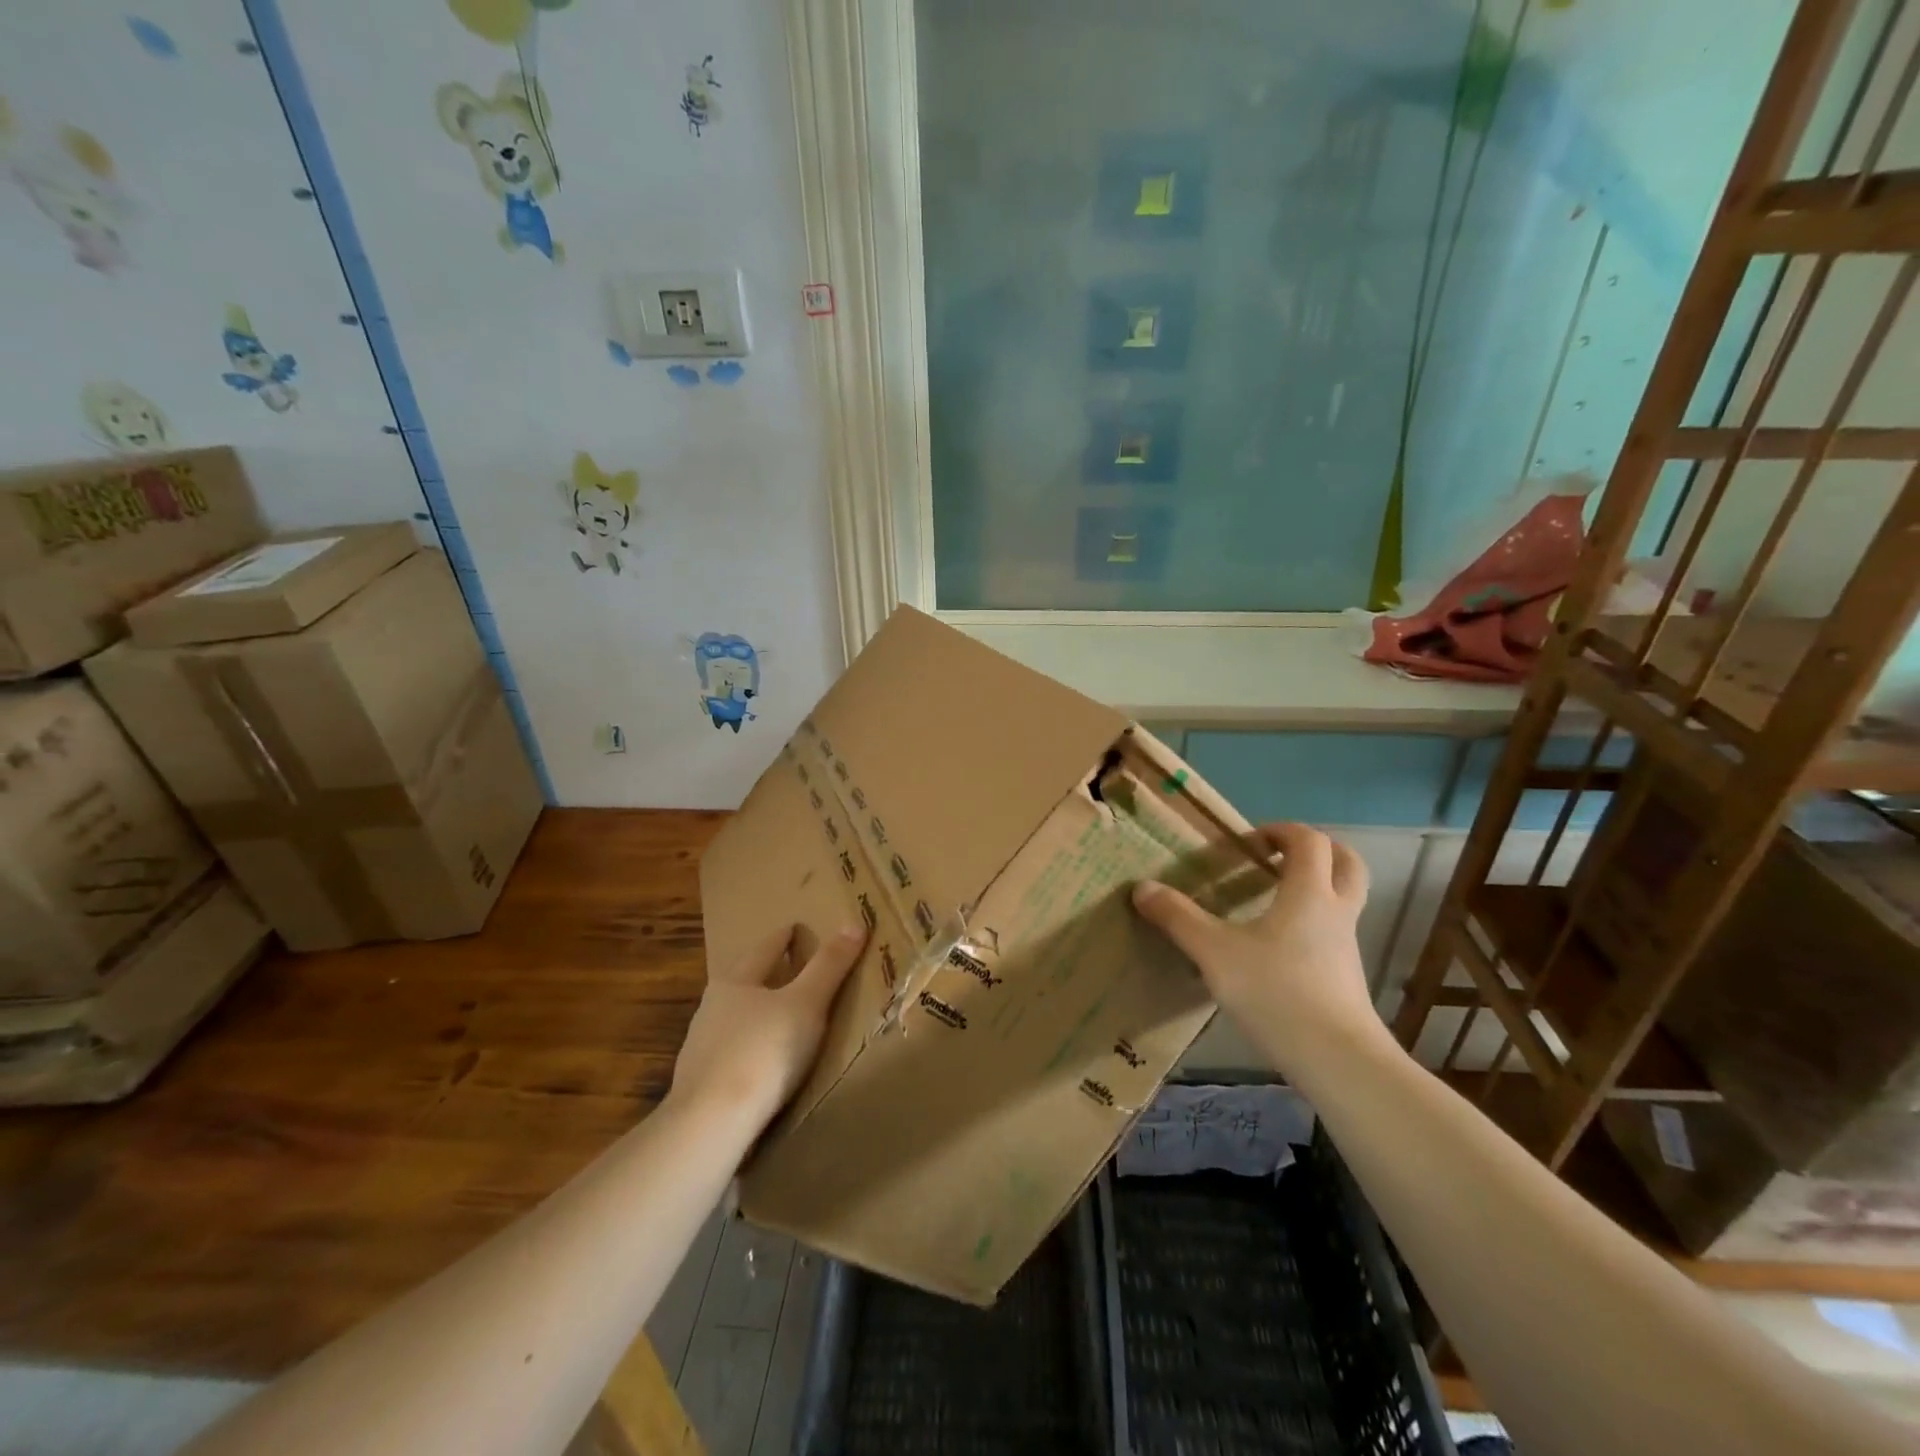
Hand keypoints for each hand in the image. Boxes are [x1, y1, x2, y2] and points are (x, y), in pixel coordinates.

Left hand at [668, 923, 866, 1128]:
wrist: (710, 1125)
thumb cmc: (763, 1052)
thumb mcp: (807, 1004)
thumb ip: (830, 966)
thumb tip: (854, 923)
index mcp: (735, 981)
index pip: (766, 948)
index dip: (786, 936)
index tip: (797, 927)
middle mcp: (712, 1007)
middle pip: (746, 981)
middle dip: (769, 973)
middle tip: (795, 969)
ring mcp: (701, 1048)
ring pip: (736, 1018)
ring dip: (757, 1013)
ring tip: (782, 1017)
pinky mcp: (700, 1084)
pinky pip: (732, 1054)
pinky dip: (750, 1049)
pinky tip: (762, 1063)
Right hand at [1132, 823, 1385, 1073]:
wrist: (1338, 1061)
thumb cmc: (1277, 992)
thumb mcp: (1215, 953)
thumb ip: (1178, 918)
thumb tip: (1142, 888)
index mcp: (1309, 893)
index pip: (1309, 841)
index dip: (1281, 831)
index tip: (1249, 843)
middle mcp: (1336, 912)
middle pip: (1346, 863)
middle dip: (1318, 851)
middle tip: (1280, 857)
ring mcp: (1346, 947)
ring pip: (1343, 900)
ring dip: (1317, 888)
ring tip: (1272, 902)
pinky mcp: (1345, 979)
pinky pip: (1333, 934)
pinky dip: (1312, 925)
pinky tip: (1276, 949)